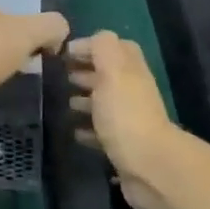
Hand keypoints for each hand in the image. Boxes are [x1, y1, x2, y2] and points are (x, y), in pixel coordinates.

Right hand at [68, 31, 182, 208]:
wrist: (150, 168)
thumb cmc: (126, 114)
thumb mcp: (112, 71)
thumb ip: (102, 48)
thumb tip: (90, 40)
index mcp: (130, 71)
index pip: (115, 47)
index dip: (91, 46)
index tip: (64, 52)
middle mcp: (132, 93)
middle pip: (109, 75)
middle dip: (85, 72)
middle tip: (59, 75)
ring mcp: (129, 121)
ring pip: (104, 103)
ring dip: (84, 100)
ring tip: (62, 102)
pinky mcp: (123, 147)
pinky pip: (102, 132)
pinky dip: (87, 129)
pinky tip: (72, 130)